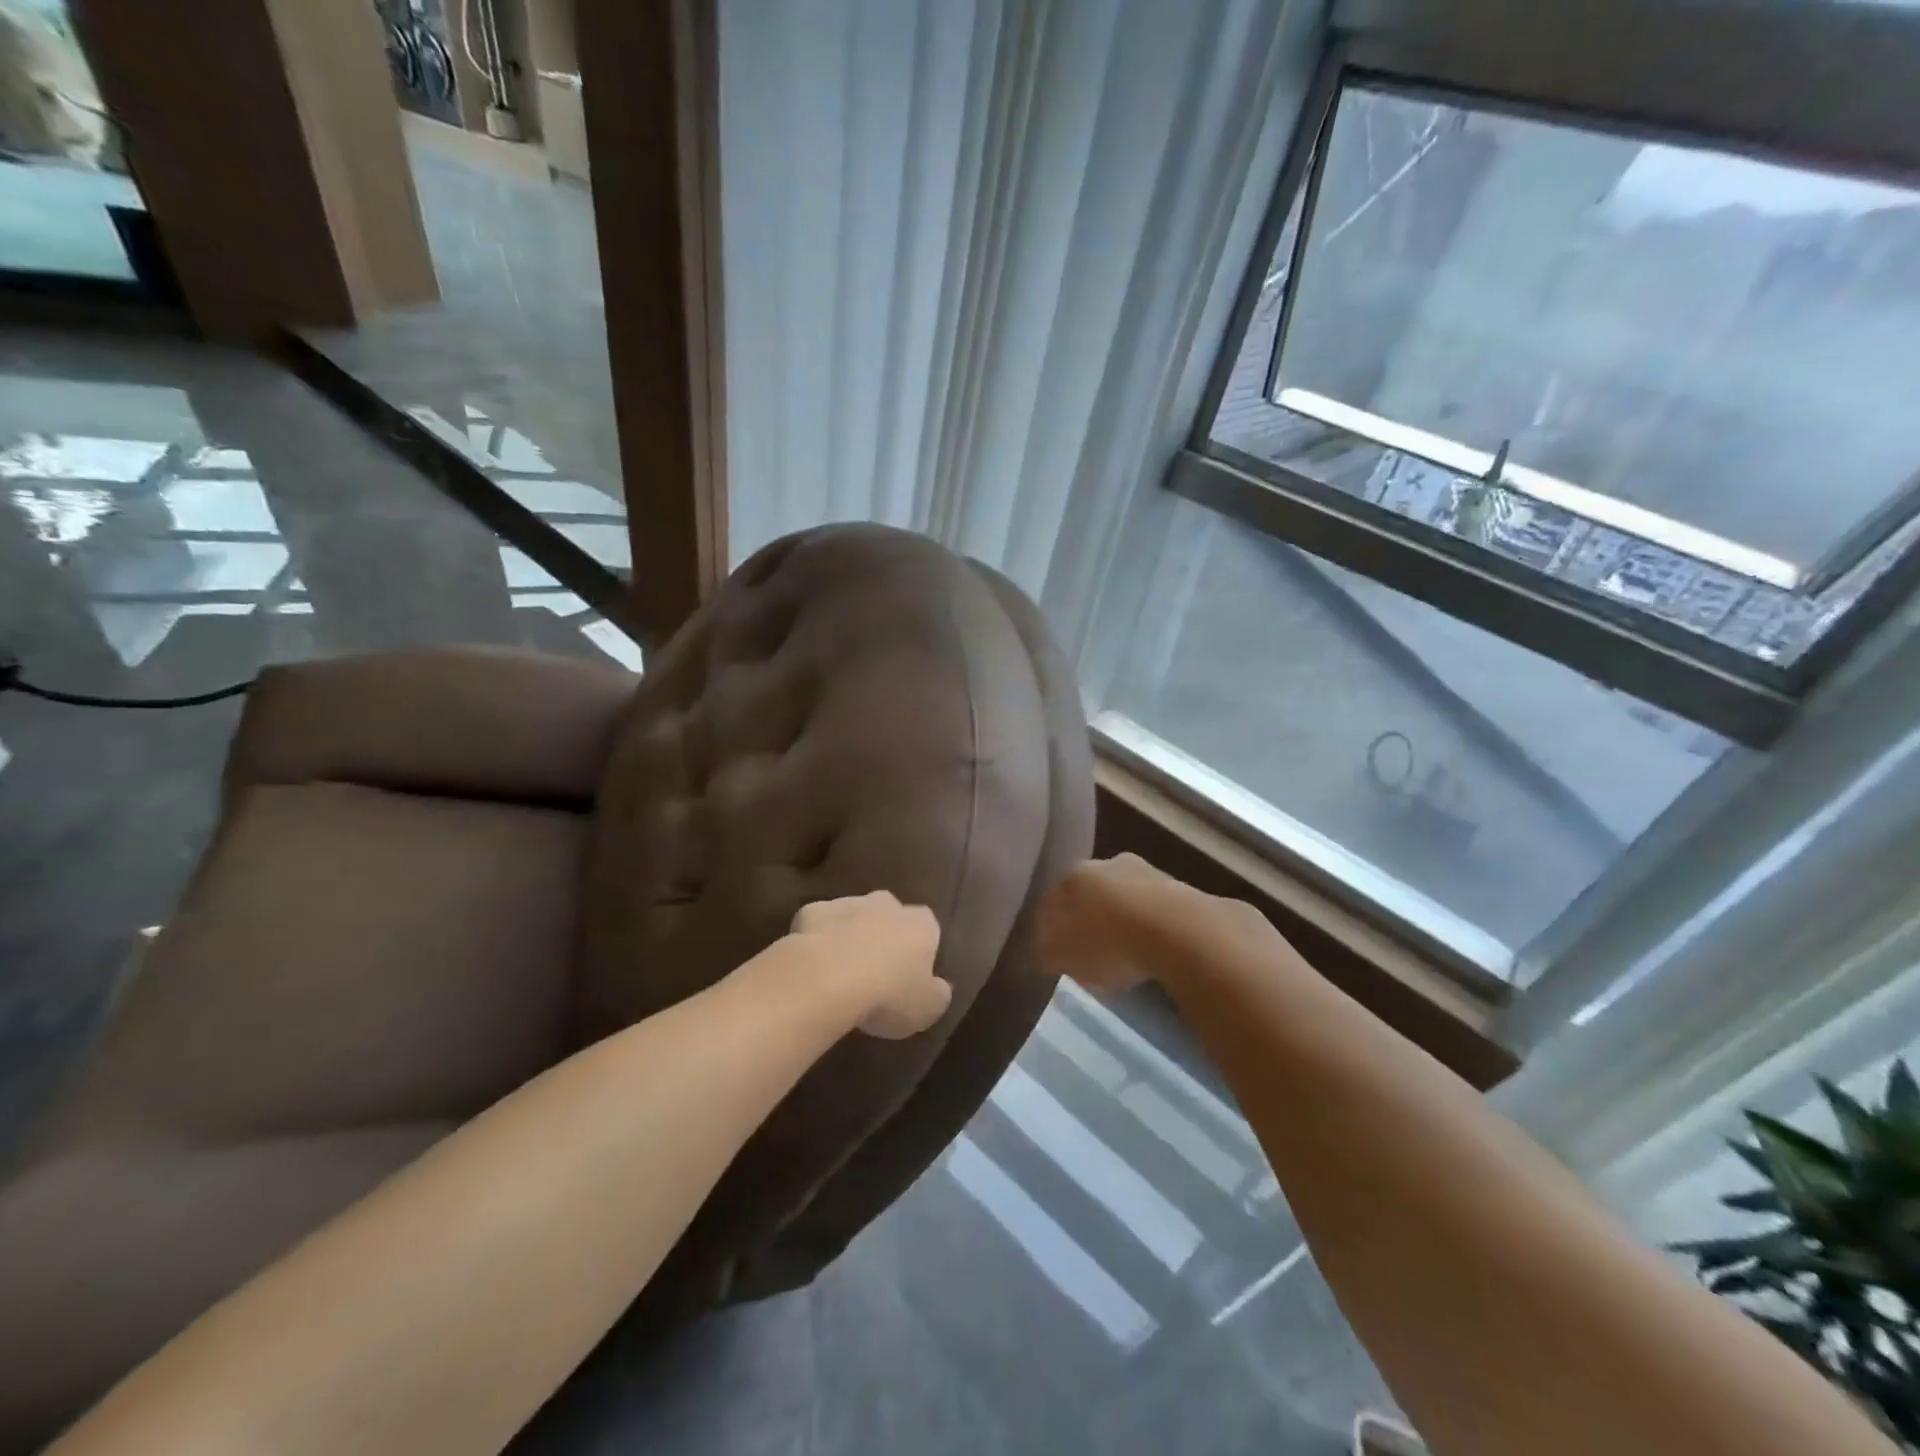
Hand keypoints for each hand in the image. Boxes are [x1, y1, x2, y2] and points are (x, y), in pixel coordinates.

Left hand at [789, 892, 949, 1038]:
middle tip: (876, 968)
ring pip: (854, 914)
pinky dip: (818, 937)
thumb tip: (938, 987)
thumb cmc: (889, 995)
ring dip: (851, 933)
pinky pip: (819, 923)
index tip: (910, 974)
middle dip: (885, 933)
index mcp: (921, 924)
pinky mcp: (813, 911)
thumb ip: (938, 993)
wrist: (828, 979)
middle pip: (890, 913)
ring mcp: (848, 903)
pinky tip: (813, 963)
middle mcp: (887, 904)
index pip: (928, 928)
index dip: (919, 949)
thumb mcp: (928, 1008)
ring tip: (841, 969)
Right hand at [1037, 854, 1187, 993]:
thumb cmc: (1108, 945)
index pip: (1051, 903)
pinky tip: (1152, 944)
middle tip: (1091, 948)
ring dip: (1120, 915)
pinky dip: (1148, 921)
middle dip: (1088, 917)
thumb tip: (1050, 951)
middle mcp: (1102, 864)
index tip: (1057, 953)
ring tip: (1126, 948)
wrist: (1174, 930)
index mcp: (1070, 878)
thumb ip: (1051, 952)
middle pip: (1088, 894)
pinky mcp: (1175, 883)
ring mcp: (1141, 869)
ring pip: (1122, 895)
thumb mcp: (1065, 959)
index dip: (1051, 930)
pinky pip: (1151, 905)